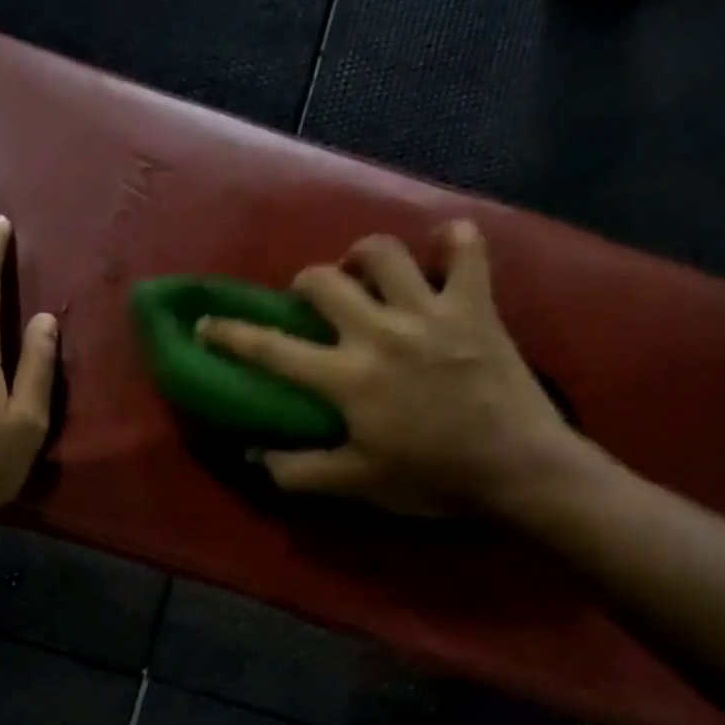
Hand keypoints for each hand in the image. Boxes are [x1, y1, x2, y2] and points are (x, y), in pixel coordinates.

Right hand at [197, 222, 583, 516]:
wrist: (518, 469)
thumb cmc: (432, 478)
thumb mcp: (357, 483)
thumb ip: (298, 469)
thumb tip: (253, 454)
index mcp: (347, 377)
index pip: (271, 349)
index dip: (231, 334)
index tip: (207, 322)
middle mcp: (380, 332)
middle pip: (323, 281)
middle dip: (305, 284)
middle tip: (312, 304)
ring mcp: (430, 311)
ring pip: (384, 252)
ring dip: (364, 256)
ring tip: (365, 275)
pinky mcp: (475, 304)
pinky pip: (466, 248)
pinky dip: (452, 242)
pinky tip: (440, 252)